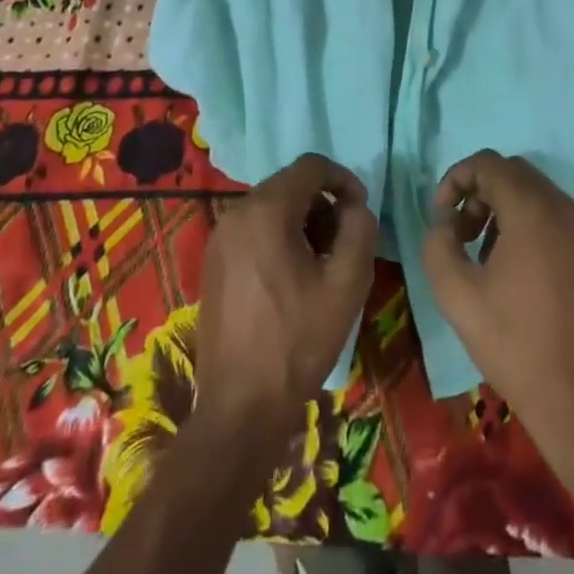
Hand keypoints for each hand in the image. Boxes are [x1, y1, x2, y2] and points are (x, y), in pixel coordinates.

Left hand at [196, 154, 376, 437]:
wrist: (240, 407)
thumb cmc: (298, 341)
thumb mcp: (347, 283)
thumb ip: (360, 229)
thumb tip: (354, 207)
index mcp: (267, 210)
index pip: (312, 165)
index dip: (344, 179)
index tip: (360, 211)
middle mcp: (237, 213)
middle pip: (291, 185)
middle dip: (323, 205)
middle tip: (342, 244)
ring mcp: (220, 238)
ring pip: (272, 207)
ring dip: (302, 222)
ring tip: (320, 266)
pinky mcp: (213, 262)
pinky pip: (253, 230)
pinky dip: (278, 238)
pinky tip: (291, 280)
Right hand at [421, 151, 573, 443]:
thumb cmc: (515, 346)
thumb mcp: (457, 296)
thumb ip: (438, 244)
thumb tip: (445, 222)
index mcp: (532, 210)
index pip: (488, 163)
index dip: (456, 178)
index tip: (441, 215)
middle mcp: (565, 209)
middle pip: (514, 173)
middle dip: (480, 192)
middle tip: (461, 233)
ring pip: (539, 195)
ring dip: (506, 210)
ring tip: (487, 256)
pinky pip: (560, 220)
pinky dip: (533, 227)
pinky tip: (522, 274)